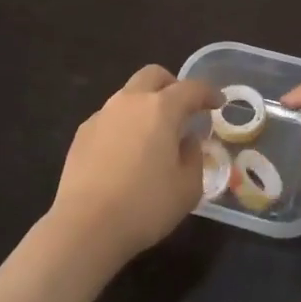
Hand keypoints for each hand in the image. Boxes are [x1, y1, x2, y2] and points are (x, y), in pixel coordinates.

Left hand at [49, 65, 218, 265]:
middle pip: (153, 75)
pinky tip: (125, 153)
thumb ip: (194, 157)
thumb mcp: (188, 188)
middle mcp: (130, 102)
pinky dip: (124, 125)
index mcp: (161, 109)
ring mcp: (102, 115)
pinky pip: (110, 117)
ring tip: (153, 135)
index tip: (218, 104)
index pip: (191, 88)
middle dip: (172, 85)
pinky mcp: (82, 134)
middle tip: (183, 109)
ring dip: (145, 105)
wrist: (85, 226)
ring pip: (129, 95)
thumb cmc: (145, 206)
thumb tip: (187, 141)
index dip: (208, 93)